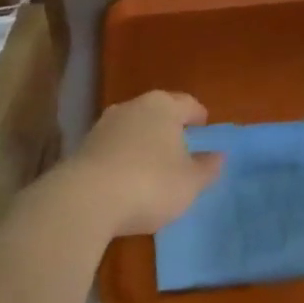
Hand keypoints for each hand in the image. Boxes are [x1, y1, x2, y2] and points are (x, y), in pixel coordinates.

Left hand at [64, 90, 221, 236]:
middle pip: (158, 111)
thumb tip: (218, 155)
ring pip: (134, 127)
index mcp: (164, 106)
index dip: (199, 116)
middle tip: (181, 145)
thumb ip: (207, 167)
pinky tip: (127, 177)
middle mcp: (133, 106)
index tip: (204, 128)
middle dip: (170, 126)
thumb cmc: (150, 183)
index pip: (188, 104)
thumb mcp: (189, 182)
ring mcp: (105, 124)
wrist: (86, 199)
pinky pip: (114, 146)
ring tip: (153, 163)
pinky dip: (124, 156)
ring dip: (144, 140)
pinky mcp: (85, 145)